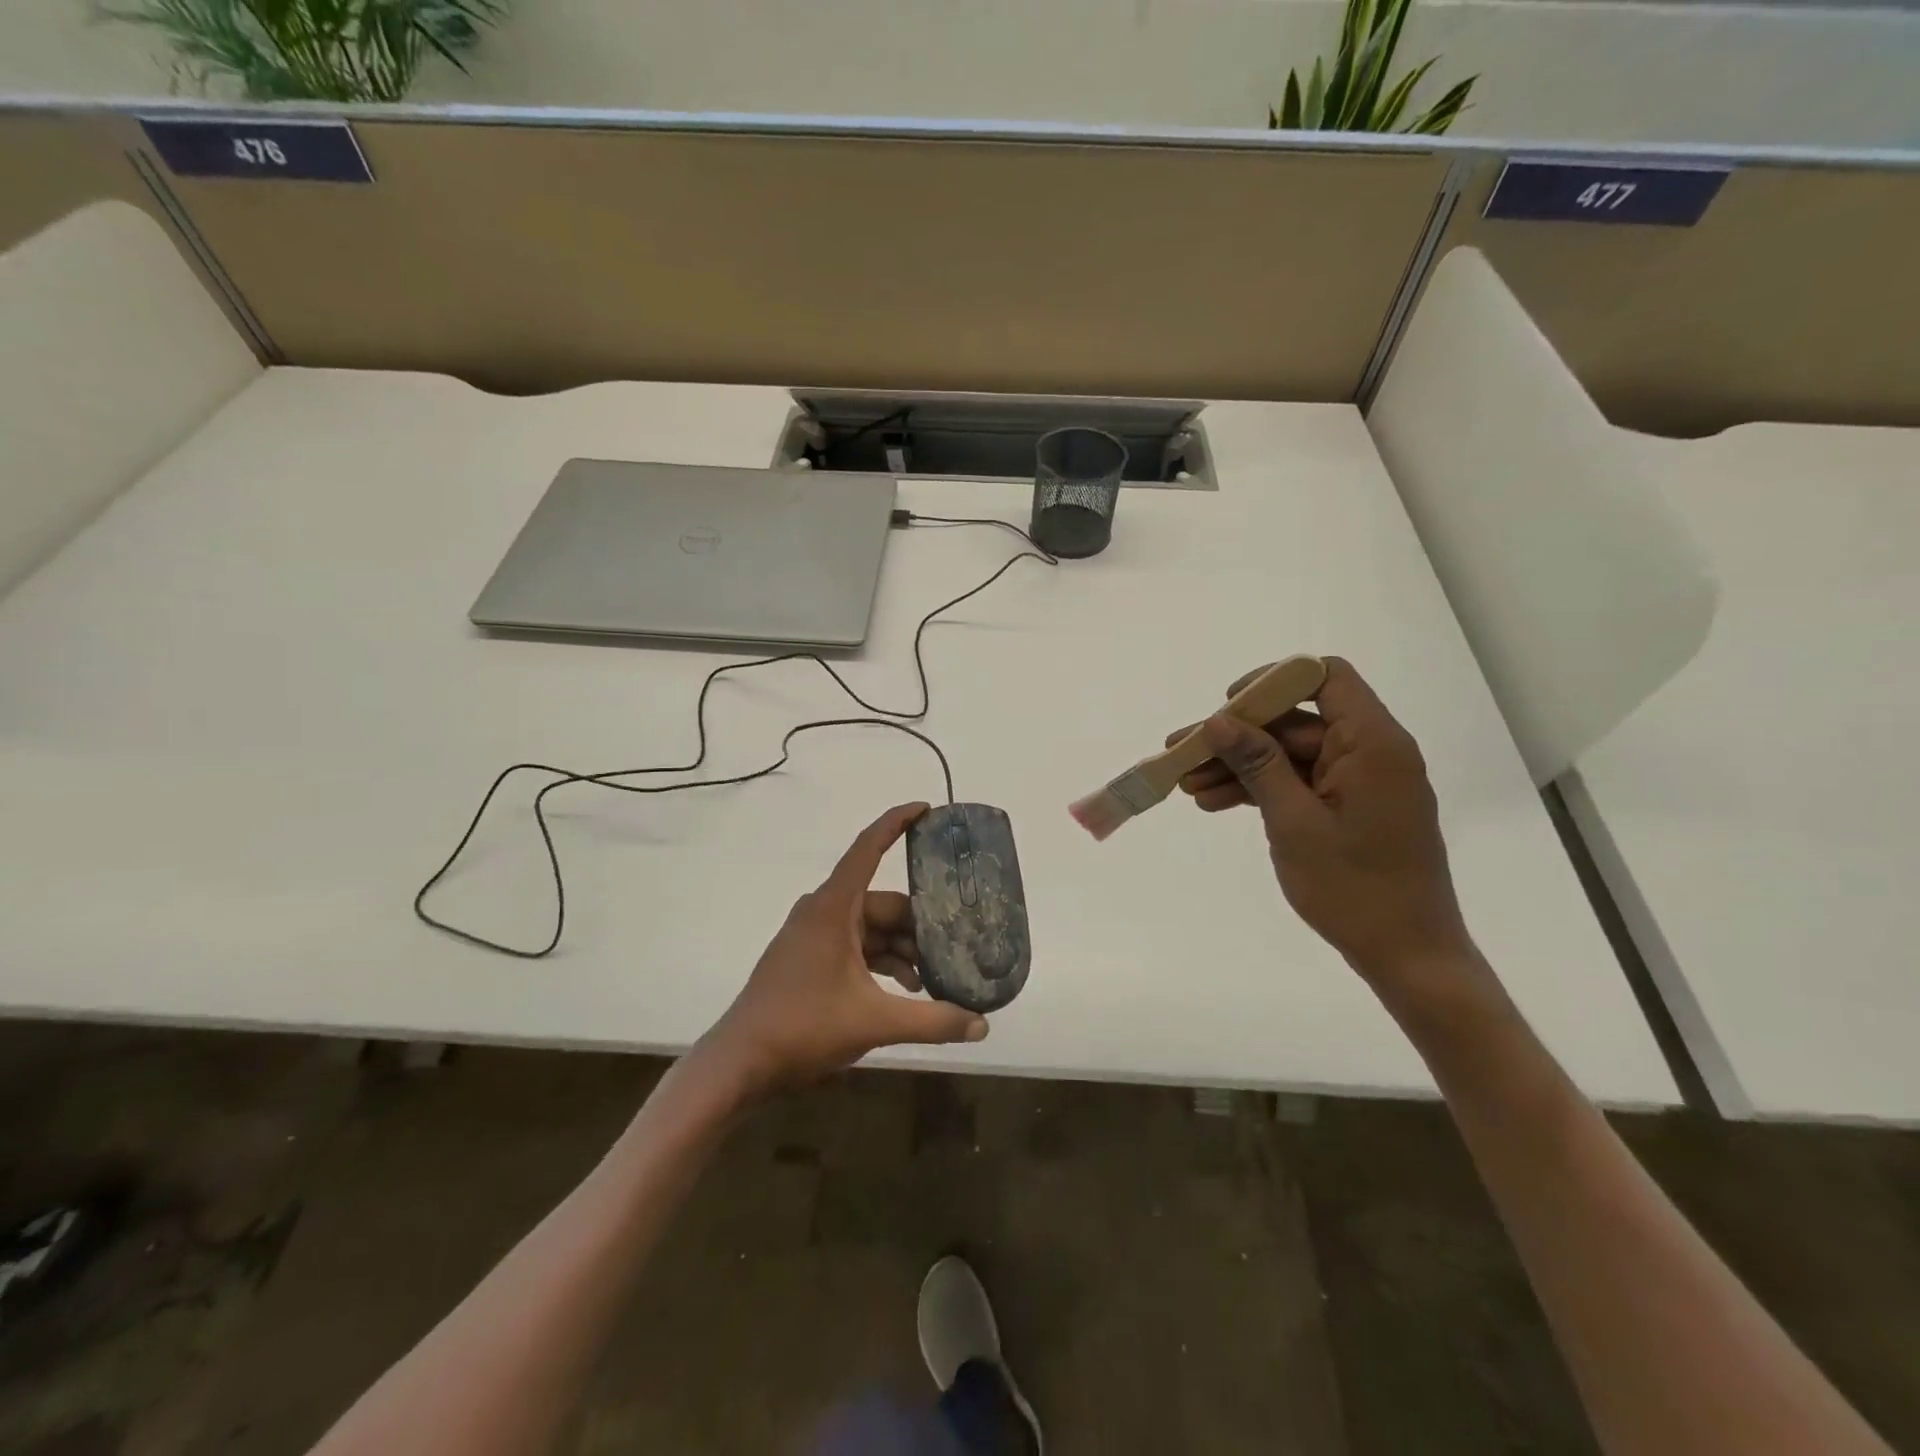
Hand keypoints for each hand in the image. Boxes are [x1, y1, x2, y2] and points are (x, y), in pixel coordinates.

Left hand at [699, 803, 987, 1096]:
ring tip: (936, 978)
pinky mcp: (810, 958)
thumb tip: (982, 1025)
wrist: (741, 1062)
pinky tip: (907, 990)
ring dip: (903, 949)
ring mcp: (814, 935)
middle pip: (882, 903)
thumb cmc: (803, 1027)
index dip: (897, 823)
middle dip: (919, 924)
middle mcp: (823, 911)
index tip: (926, 808)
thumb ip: (931, 1020)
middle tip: (958, 942)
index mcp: (833, 907)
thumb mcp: (874, 1022)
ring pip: (871, 928)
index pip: (868, 848)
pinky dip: (882, 962)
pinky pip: (856, 947)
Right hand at [1169, 657, 1474, 985]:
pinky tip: (1215, 804)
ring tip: (1188, 787)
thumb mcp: (1294, 822)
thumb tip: (1218, 721)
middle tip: (1182, 755)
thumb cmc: (1354, 888)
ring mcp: (1360, 783)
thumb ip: (1258, 764)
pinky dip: (1261, 791)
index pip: (1325, 677)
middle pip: (1296, 723)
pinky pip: (1299, 783)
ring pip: (1290, 756)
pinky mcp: (1350, 808)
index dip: (1272, 682)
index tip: (1228, 707)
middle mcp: (1370, 752)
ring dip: (1240, 768)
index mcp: (1372, 744)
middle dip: (1237, 738)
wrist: (1407, 956)